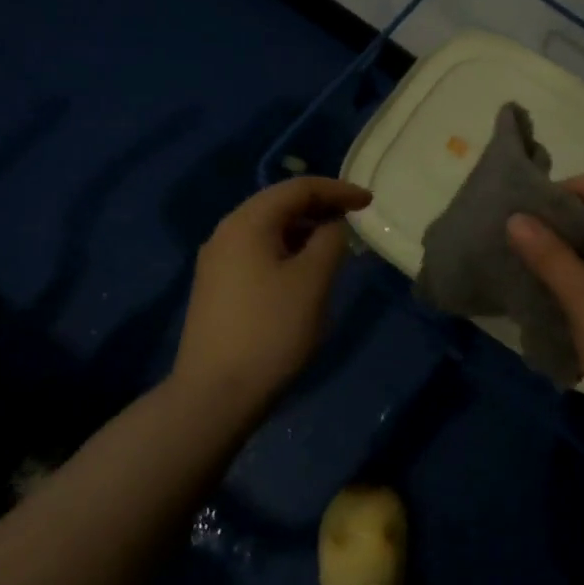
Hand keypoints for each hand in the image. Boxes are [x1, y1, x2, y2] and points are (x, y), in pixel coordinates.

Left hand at [173, 177, 371, 410]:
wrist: (214, 395)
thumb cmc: (271, 331)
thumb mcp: (312, 281)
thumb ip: (330, 241)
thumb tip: (332, 226)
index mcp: (247, 222)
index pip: (298, 188)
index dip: (337, 190)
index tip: (369, 202)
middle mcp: (225, 233)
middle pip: (279, 204)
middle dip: (320, 207)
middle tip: (354, 220)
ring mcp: (216, 262)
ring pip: (267, 230)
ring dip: (303, 230)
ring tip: (335, 246)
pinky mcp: (216, 288)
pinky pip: (257, 252)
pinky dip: (286, 250)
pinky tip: (304, 272)